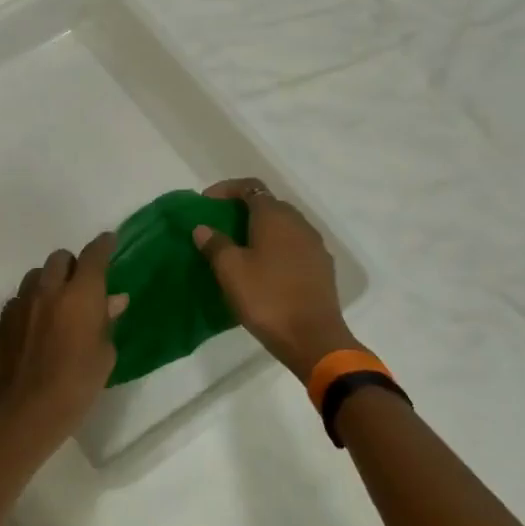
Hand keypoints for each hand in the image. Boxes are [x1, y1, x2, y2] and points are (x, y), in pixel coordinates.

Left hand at [0, 232, 127, 450]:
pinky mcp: (3, 319)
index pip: (93, 255)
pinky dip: (32, 303)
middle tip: (82, 284)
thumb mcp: (104, 354)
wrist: (26, 409)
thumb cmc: (77, 384)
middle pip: (60, 258)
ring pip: (36, 275)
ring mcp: (21, 302)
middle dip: (73, 265)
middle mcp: (49, 289)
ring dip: (50, 281)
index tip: (109, 241)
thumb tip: (113, 300)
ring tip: (57, 303)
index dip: (103, 245)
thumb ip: (106, 321)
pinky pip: (20, 298)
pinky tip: (36, 323)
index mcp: (80, 294)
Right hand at [193, 178, 356, 383]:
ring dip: (260, 229)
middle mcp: (299, 223)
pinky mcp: (321, 267)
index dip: (226, 189)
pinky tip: (263, 268)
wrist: (312, 338)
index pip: (250, 187)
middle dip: (243, 209)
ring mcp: (314, 245)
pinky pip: (294, 245)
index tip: (205, 202)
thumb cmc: (266, 298)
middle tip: (219, 225)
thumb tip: (204, 228)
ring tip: (239, 247)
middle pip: (268, 204)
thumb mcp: (230, 271)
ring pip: (283, 226)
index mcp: (275, 217)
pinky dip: (275, 247)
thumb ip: (215, 244)